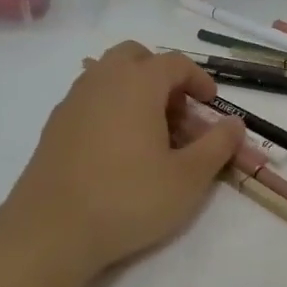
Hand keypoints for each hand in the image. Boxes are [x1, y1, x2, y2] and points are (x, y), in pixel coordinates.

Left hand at [0, 43, 245, 286]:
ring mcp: (73, 101)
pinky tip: (117, 149)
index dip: (198, 80)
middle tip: (177, 111)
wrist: (51, 230)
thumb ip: (217, 145)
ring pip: (108, 75)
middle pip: (135, 56)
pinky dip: (110, 108)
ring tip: (150, 132)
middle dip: (161, 75)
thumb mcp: (188, 178)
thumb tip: (235, 124)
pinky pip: (89, 100)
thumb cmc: (128, 198)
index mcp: (137, 83)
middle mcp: (102, 80)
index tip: (211, 105)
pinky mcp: (54, 126)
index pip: (175, 62)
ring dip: (134, 91)